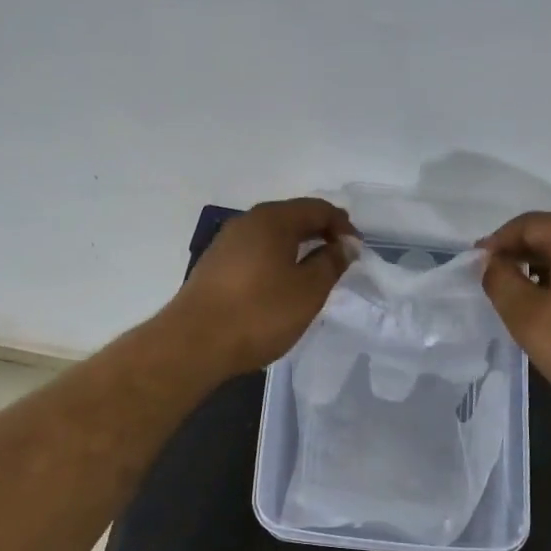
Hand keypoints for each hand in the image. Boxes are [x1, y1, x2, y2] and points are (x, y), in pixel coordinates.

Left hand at [167, 198, 355, 376]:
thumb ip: (331, 262)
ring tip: (314, 272)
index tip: (356, 250)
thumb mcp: (308, 290)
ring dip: (297, 247)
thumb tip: (345, 244)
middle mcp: (247, 221)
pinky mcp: (214, 265)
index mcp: (272, 219)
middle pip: (292, 217)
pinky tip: (281, 284)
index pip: (317, 208)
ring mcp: (226, 242)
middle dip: (320, 233)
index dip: (342, 225)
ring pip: (271, 235)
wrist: (194, 343)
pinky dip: (276, 259)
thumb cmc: (259, 313)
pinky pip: (255, 251)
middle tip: (340, 258)